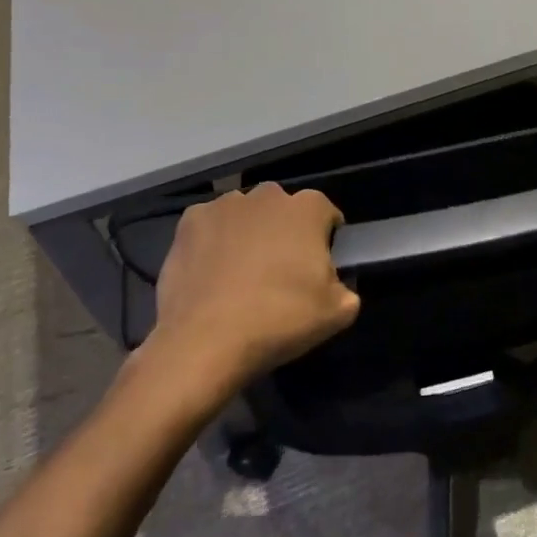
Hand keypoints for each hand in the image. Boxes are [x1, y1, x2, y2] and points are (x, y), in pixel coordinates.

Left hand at [144, 183, 358, 397]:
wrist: (205, 341)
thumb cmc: (279, 319)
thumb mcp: (337, 313)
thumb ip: (346, 289)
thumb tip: (336, 286)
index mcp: (307, 209)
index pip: (326, 214)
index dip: (325, 240)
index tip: (318, 268)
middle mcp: (267, 195)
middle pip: (283, 209)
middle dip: (284, 232)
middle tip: (279, 272)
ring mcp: (225, 205)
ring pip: (245, 215)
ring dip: (248, 233)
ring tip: (241, 274)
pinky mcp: (190, 222)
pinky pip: (210, 226)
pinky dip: (213, 242)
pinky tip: (211, 273)